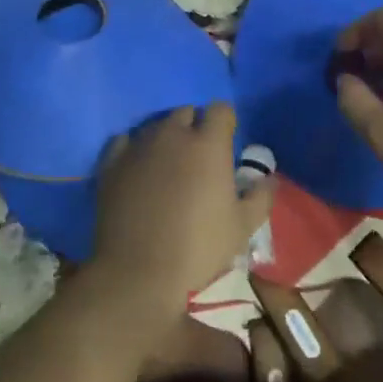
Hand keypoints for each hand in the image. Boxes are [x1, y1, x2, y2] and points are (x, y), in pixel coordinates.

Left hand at [90, 103, 274, 316]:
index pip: (220, 110)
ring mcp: (139, 146)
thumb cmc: (198, 247)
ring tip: (168, 166)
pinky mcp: (112, 162)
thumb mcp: (242, 227)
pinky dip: (134, 149)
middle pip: (186, 113)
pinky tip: (138, 169)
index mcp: (208, 144)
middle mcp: (173, 135)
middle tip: (198, 158)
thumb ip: (261, 196)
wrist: (138, 272)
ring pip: (156, 126)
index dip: (225, 123)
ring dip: (166, 138)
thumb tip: (270, 178)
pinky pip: (125, 141)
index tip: (227, 143)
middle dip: (195, 127)